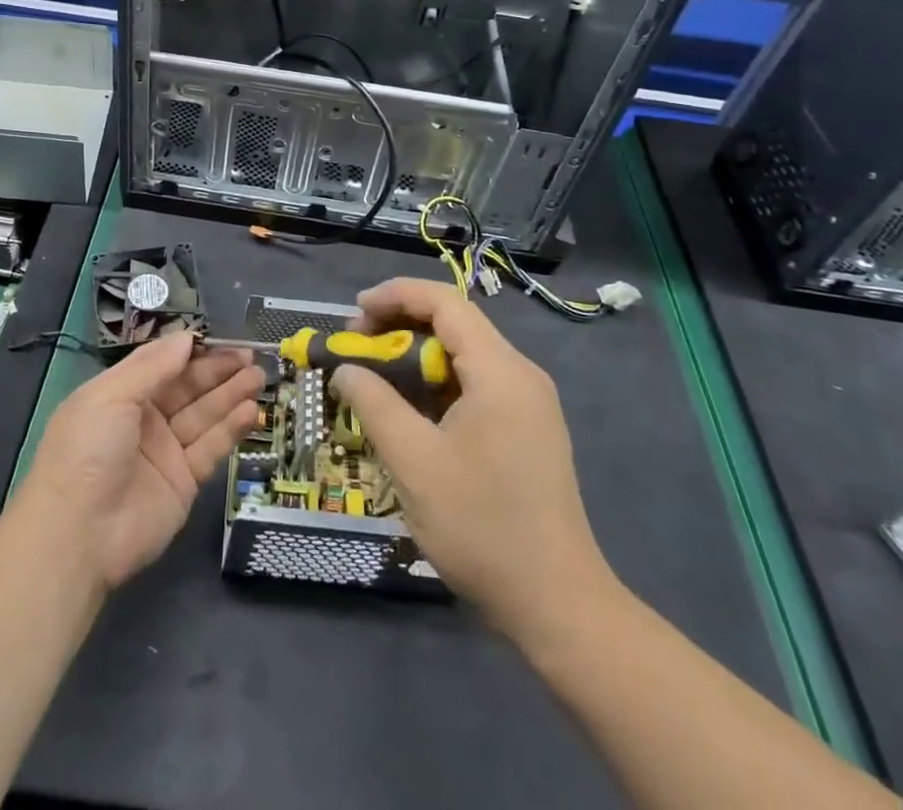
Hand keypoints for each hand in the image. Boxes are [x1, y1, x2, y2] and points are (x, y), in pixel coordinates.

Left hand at [16, 333, 264, 592]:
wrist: (77, 535)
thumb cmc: (87, 450)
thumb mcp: (111, 395)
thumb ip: (153, 366)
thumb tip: (187, 337)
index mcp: (120, 394)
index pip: (162, 364)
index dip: (190, 351)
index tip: (220, 339)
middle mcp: (144, 419)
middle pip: (188, 387)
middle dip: (218, 371)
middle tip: (250, 357)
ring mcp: (165, 451)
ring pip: (204, 415)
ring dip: (231, 395)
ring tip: (259, 377)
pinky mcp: (184, 482)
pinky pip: (211, 448)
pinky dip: (231, 429)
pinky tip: (251, 411)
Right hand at [330, 278, 616, 636]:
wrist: (557, 605)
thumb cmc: (481, 527)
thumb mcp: (414, 462)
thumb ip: (374, 403)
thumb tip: (345, 369)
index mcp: (500, 371)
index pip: (445, 303)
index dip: (395, 296)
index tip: (353, 313)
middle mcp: (521, 375)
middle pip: (454, 324)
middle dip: (400, 326)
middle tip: (356, 348)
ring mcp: (529, 403)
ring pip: (463, 355)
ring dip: (416, 357)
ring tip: (374, 378)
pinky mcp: (527, 429)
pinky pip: (475, 384)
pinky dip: (436, 383)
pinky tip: (409, 411)